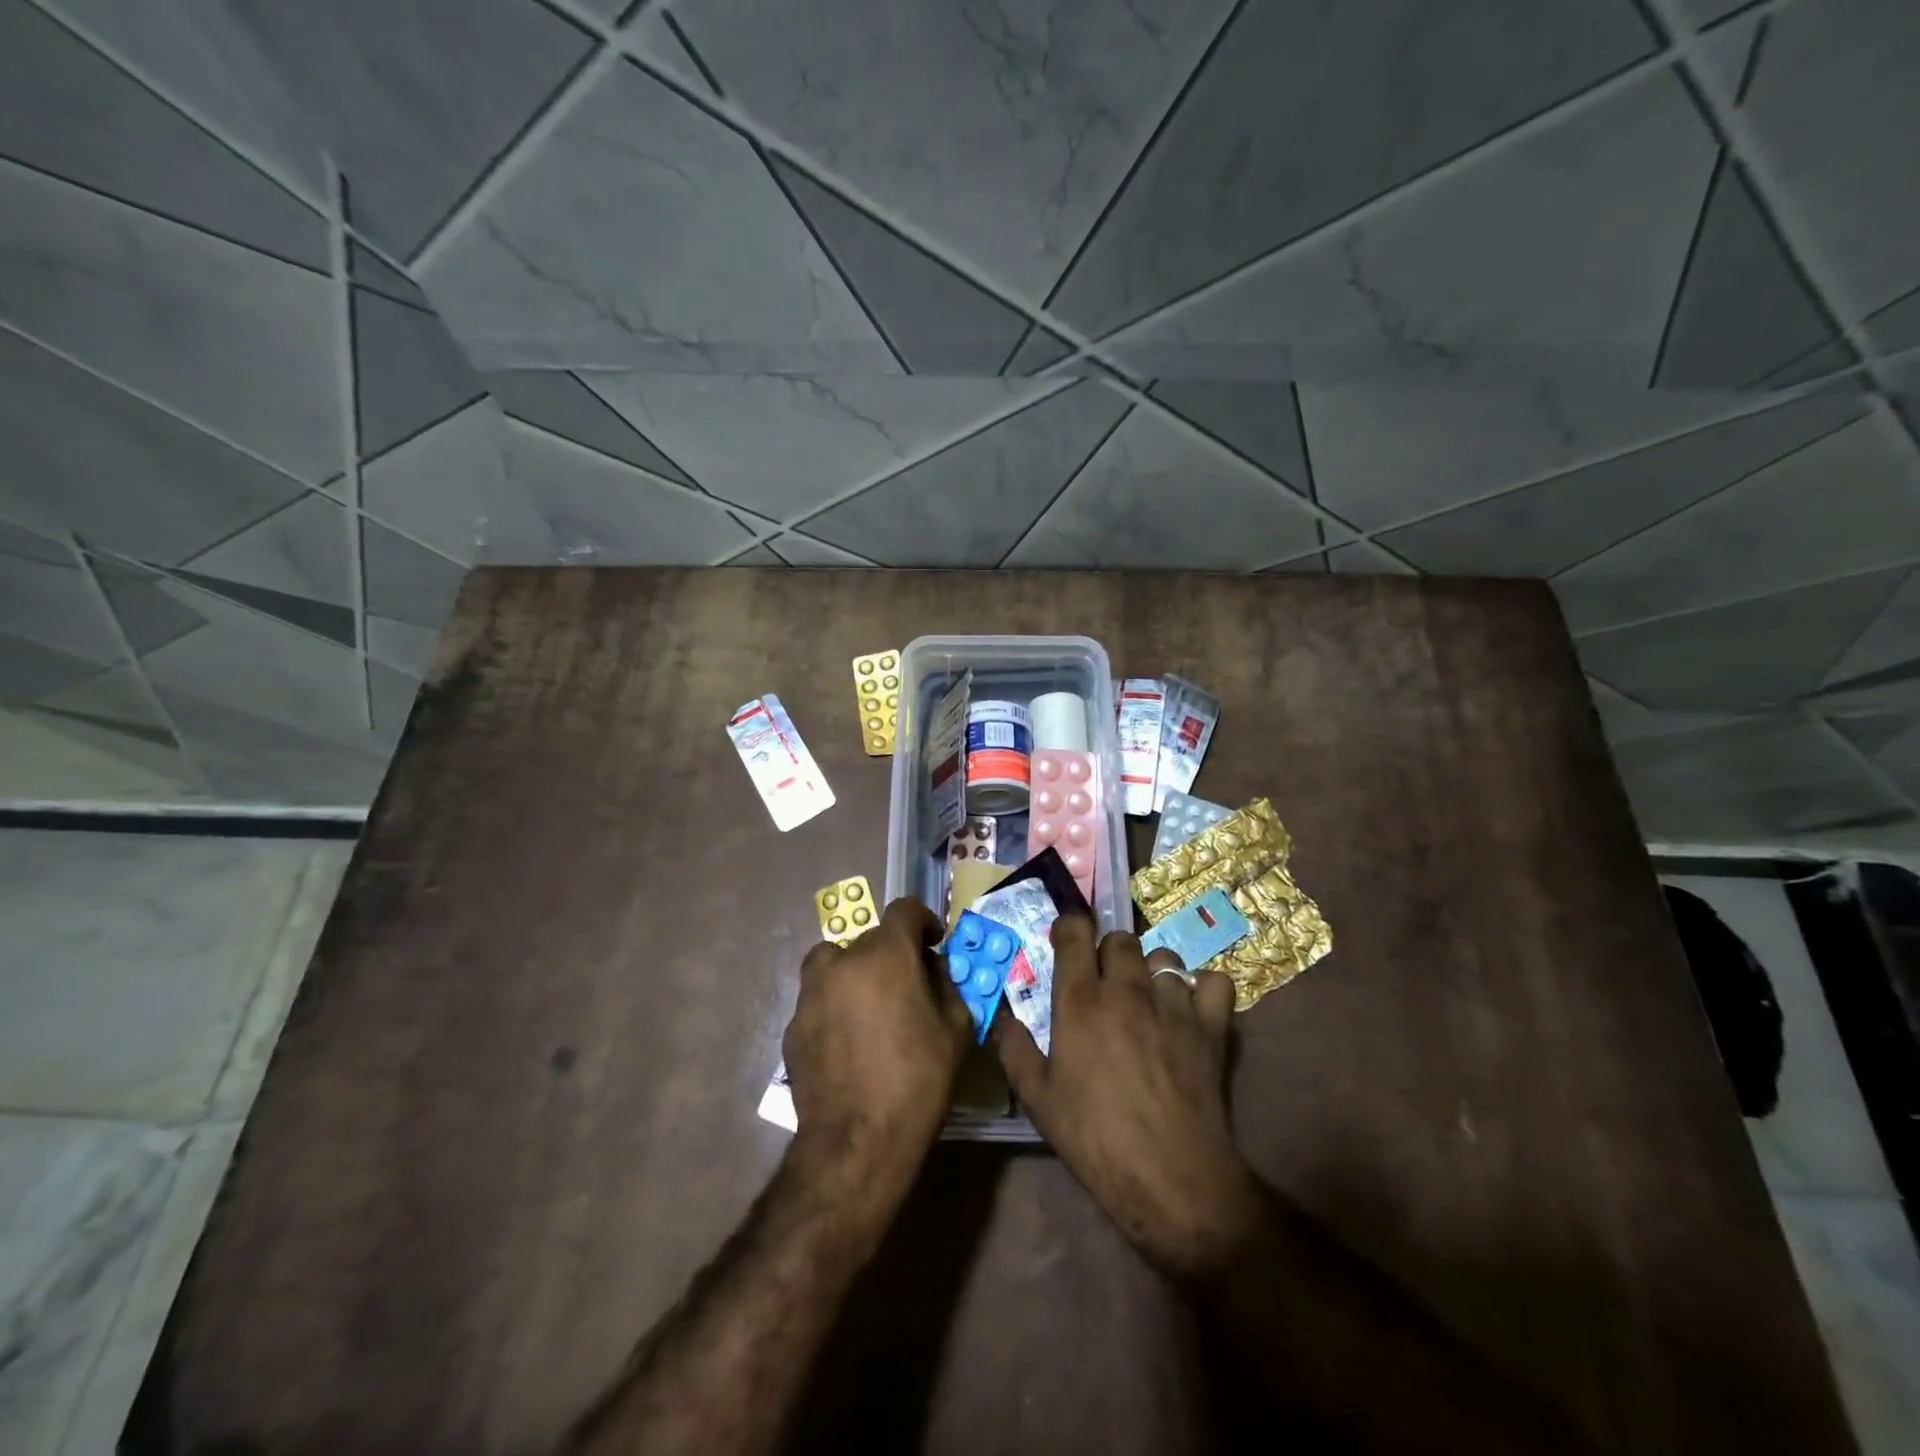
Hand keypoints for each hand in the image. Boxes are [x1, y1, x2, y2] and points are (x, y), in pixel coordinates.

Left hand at [783, 898, 971, 1204]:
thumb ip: (949, 988)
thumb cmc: (917, 1082)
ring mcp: (811, 993)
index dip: (923, 920)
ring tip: (870, 1004)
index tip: (933, 941)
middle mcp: (843, 962)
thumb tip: (935, 970)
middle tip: (908, 984)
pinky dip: (834, 1005)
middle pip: (870, 939)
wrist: (857, 1142)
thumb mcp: (955, 1032)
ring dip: (854, 971)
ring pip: (834, 962)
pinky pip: (818, 999)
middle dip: (892, 953)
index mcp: (886, 956)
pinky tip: (848, 1041)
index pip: (903, 910)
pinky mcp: (793, 1025)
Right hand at [993, 915, 1262, 1276]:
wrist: (1169, 1176)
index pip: (1075, 932)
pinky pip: (1214, 981)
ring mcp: (1173, 1003)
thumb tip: (1001, 1016)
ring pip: (1164, 957)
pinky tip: (1192, 1008)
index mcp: (1081, 1000)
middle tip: (1104, 981)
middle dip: (1109, 951)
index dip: (1069, 927)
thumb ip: (1014, 1048)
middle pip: (1121, 938)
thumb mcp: (1037, 1099)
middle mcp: (1126, 988)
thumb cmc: (1094, 1137)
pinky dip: (1203, 988)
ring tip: (1147, 998)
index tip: (1065, 940)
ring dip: (1151, 971)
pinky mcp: (1210, 1025)